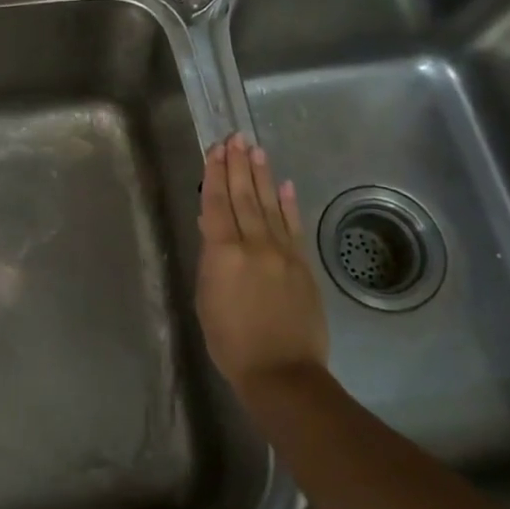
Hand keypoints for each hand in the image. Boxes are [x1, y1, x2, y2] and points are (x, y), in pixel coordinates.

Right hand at [196, 133, 327, 394]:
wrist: (282, 371)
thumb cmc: (231, 342)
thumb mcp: (206, 298)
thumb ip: (210, 259)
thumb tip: (211, 226)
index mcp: (223, 253)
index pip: (217, 204)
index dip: (215, 174)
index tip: (215, 149)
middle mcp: (254, 244)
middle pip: (244, 196)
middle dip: (238, 164)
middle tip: (235, 137)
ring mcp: (282, 252)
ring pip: (269, 204)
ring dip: (262, 175)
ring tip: (256, 149)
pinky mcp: (303, 264)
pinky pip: (294, 226)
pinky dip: (289, 204)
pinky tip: (285, 184)